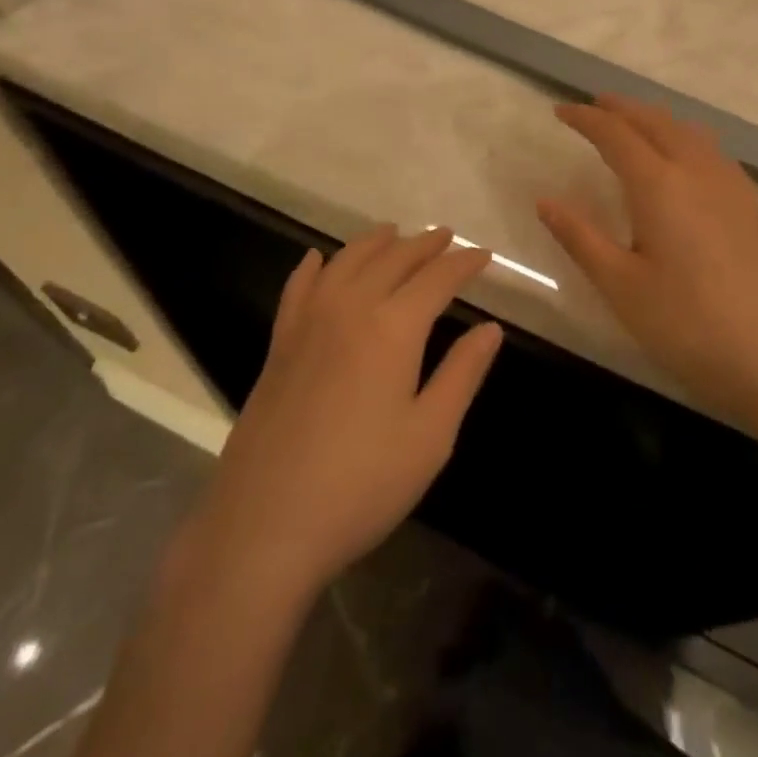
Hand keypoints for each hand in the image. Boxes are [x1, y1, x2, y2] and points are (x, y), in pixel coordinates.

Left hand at [190, 226, 502, 599]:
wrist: (266, 522)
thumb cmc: (362, 484)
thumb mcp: (430, 436)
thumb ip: (462, 374)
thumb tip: (491, 328)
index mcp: (393, 328)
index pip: (437, 278)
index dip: (464, 263)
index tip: (484, 254)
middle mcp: (350, 308)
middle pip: (393, 259)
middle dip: (424, 244)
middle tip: (446, 237)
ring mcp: (308, 321)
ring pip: (346, 262)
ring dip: (375, 242)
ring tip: (394, 233)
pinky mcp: (279, 343)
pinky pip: (299, 286)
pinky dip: (314, 266)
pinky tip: (319, 259)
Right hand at [537, 94, 757, 437]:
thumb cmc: (689, 325)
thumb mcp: (621, 286)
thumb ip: (581, 238)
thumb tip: (545, 201)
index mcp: (660, 185)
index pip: (616, 135)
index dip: (586, 119)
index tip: (560, 111)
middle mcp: (697, 172)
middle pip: (656, 122)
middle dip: (621, 108)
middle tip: (593, 106)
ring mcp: (730, 188)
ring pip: (688, 132)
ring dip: (656, 119)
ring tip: (635, 124)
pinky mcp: (751, 208)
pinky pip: (711, 151)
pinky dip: (685, 137)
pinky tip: (686, 160)